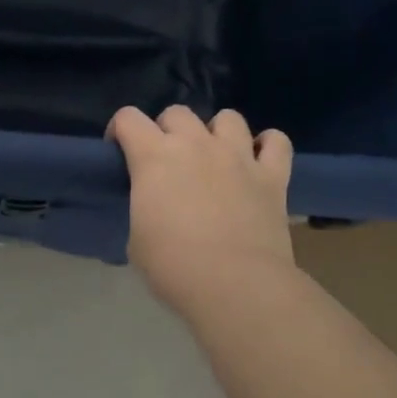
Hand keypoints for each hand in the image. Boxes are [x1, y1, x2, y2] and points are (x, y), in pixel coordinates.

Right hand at [108, 106, 296, 313]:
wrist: (235, 285)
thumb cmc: (174, 266)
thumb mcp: (137, 238)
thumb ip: (144, 206)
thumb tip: (155, 206)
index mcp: (155, 157)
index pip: (128, 118)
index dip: (120, 130)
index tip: (120, 151)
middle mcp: (197, 144)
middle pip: (177, 112)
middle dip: (167, 130)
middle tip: (168, 161)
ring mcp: (238, 155)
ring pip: (228, 118)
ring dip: (217, 132)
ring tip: (215, 157)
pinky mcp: (272, 175)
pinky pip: (276, 141)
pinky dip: (267, 146)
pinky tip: (259, 161)